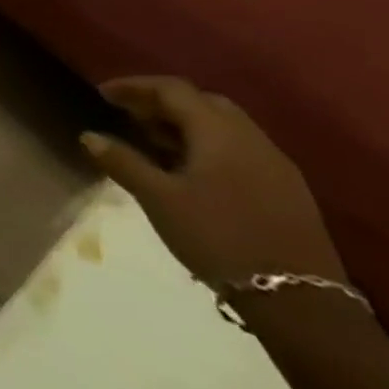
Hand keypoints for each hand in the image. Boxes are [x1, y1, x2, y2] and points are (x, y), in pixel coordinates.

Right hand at [83, 76, 346, 285]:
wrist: (299, 302)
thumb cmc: (217, 237)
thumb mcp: (158, 198)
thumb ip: (122, 161)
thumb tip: (89, 136)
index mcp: (219, 133)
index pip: (173, 90)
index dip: (134, 86)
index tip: (103, 94)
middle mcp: (252, 139)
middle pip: (203, 102)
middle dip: (163, 103)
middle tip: (130, 117)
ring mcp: (277, 166)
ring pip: (226, 126)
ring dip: (187, 125)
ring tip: (154, 143)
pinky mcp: (288, 190)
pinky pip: (241, 150)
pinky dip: (209, 146)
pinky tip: (191, 171)